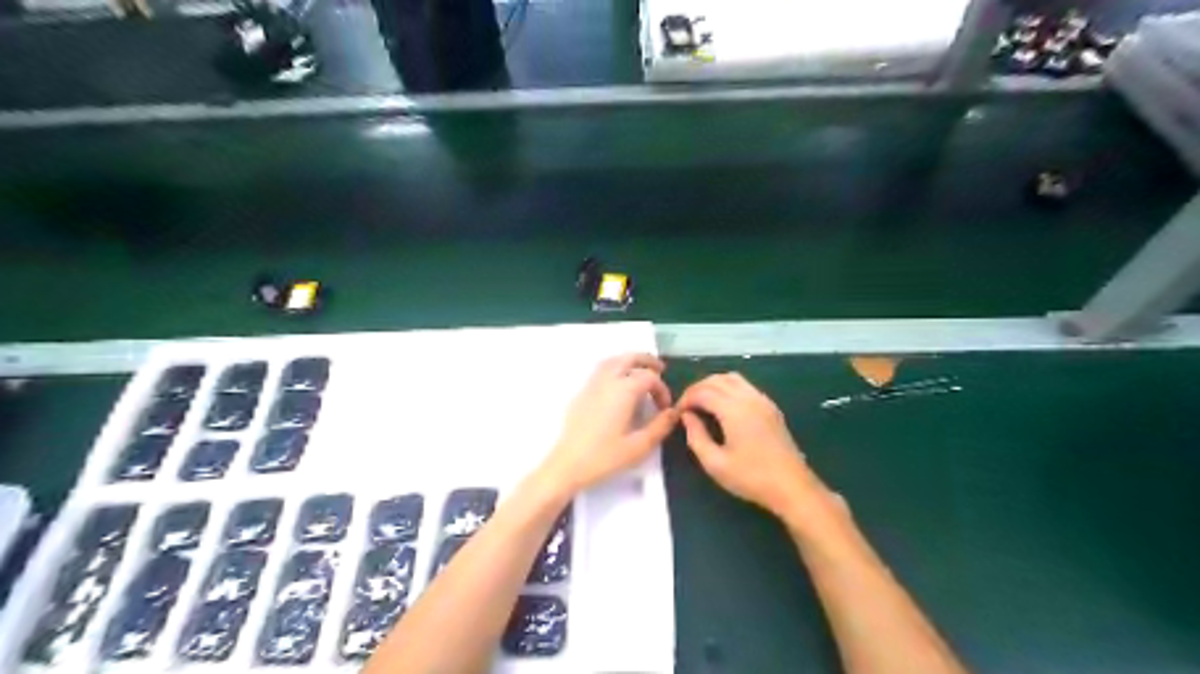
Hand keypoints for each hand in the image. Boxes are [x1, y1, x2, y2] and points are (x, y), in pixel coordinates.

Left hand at [540, 359, 678, 495]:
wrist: (567, 465)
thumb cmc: (605, 457)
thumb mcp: (640, 446)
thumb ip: (660, 426)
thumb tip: (673, 412)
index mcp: (623, 390)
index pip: (649, 378)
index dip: (662, 389)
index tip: (665, 408)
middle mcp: (607, 380)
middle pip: (629, 358)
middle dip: (647, 361)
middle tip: (661, 369)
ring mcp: (591, 384)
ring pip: (613, 361)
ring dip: (629, 361)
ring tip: (641, 371)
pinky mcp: (581, 393)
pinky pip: (601, 370)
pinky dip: (615, 367)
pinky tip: (619, 384)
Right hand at [679, 371, 831, 518]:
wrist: (792, 486)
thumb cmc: (751, 478)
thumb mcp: (715, 463)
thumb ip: (696, 437)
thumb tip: (687, 417)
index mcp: (734, 410)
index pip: (703, 392)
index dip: (686, 398)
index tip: (677, 412)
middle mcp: (749, 398)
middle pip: (717, 380)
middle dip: (698, 388)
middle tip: (686, 406)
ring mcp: (762, 400)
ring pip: (732, 378)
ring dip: (713, 385)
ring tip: (702, 403)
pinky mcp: (771, 407)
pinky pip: (745, 386)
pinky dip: (728, 388)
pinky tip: (723, 406)